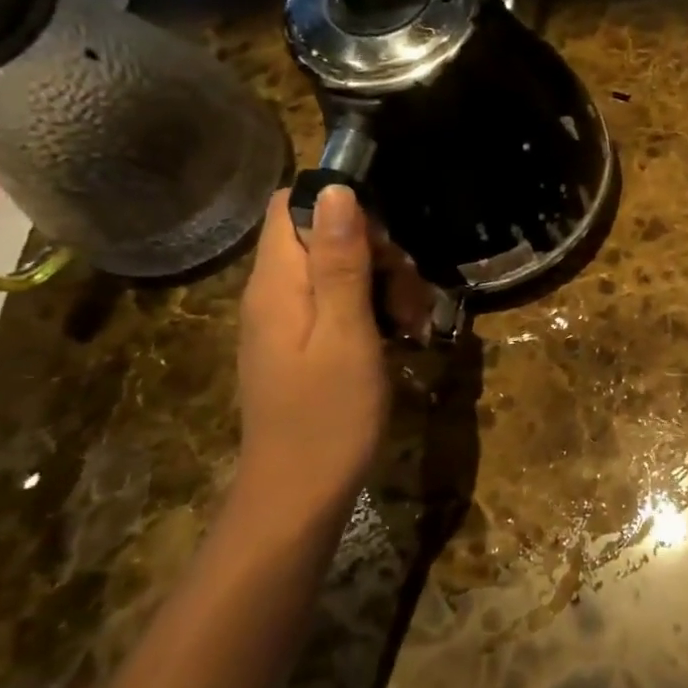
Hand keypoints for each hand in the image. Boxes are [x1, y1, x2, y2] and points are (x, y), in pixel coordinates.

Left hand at [234, 186, 408, 527]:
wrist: (298, 498)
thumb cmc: (328, 416)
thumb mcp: (347, 333)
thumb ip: (340, 261)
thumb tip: (334, 189)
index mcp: (277, 283)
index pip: (291, 206)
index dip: (340, 207)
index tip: (385, 241)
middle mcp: (273, 294)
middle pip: (322, 236)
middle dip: (377, 253)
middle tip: (411, 296)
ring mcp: (286, 322)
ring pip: (337, 271)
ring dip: (383, 285)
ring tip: (414, 324)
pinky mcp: (301, 346)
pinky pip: (337, 305)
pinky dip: (372, 311)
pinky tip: (400, 338)